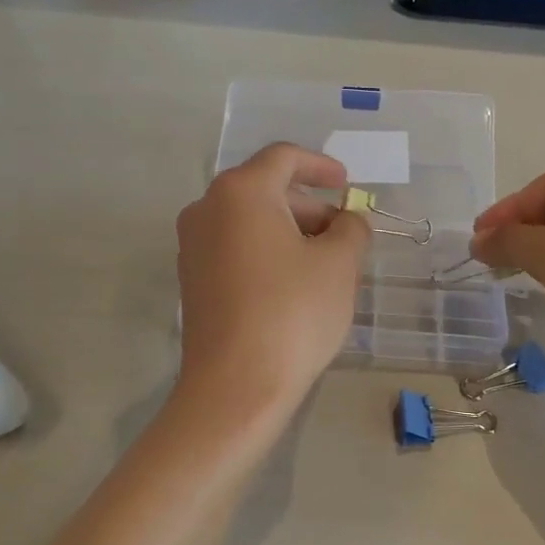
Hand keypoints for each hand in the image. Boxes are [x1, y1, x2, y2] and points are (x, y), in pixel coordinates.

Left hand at [176, 143, 369, 413]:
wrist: (236, 386)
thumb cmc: (292, 313)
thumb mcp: (339, 265)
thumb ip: (351, 229)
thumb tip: (348, 221)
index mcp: (241, 192)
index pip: (284, 158)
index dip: (321, 166)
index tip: (347, 184)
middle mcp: (207, 210)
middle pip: (265, 190)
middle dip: (309, 207)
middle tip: (344, 236)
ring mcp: (193, 247)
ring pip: (250, 223)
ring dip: (290, 233)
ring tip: (325, 266)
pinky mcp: (192, 282)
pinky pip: (235, 250)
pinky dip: (267, 254)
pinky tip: (294, 287)